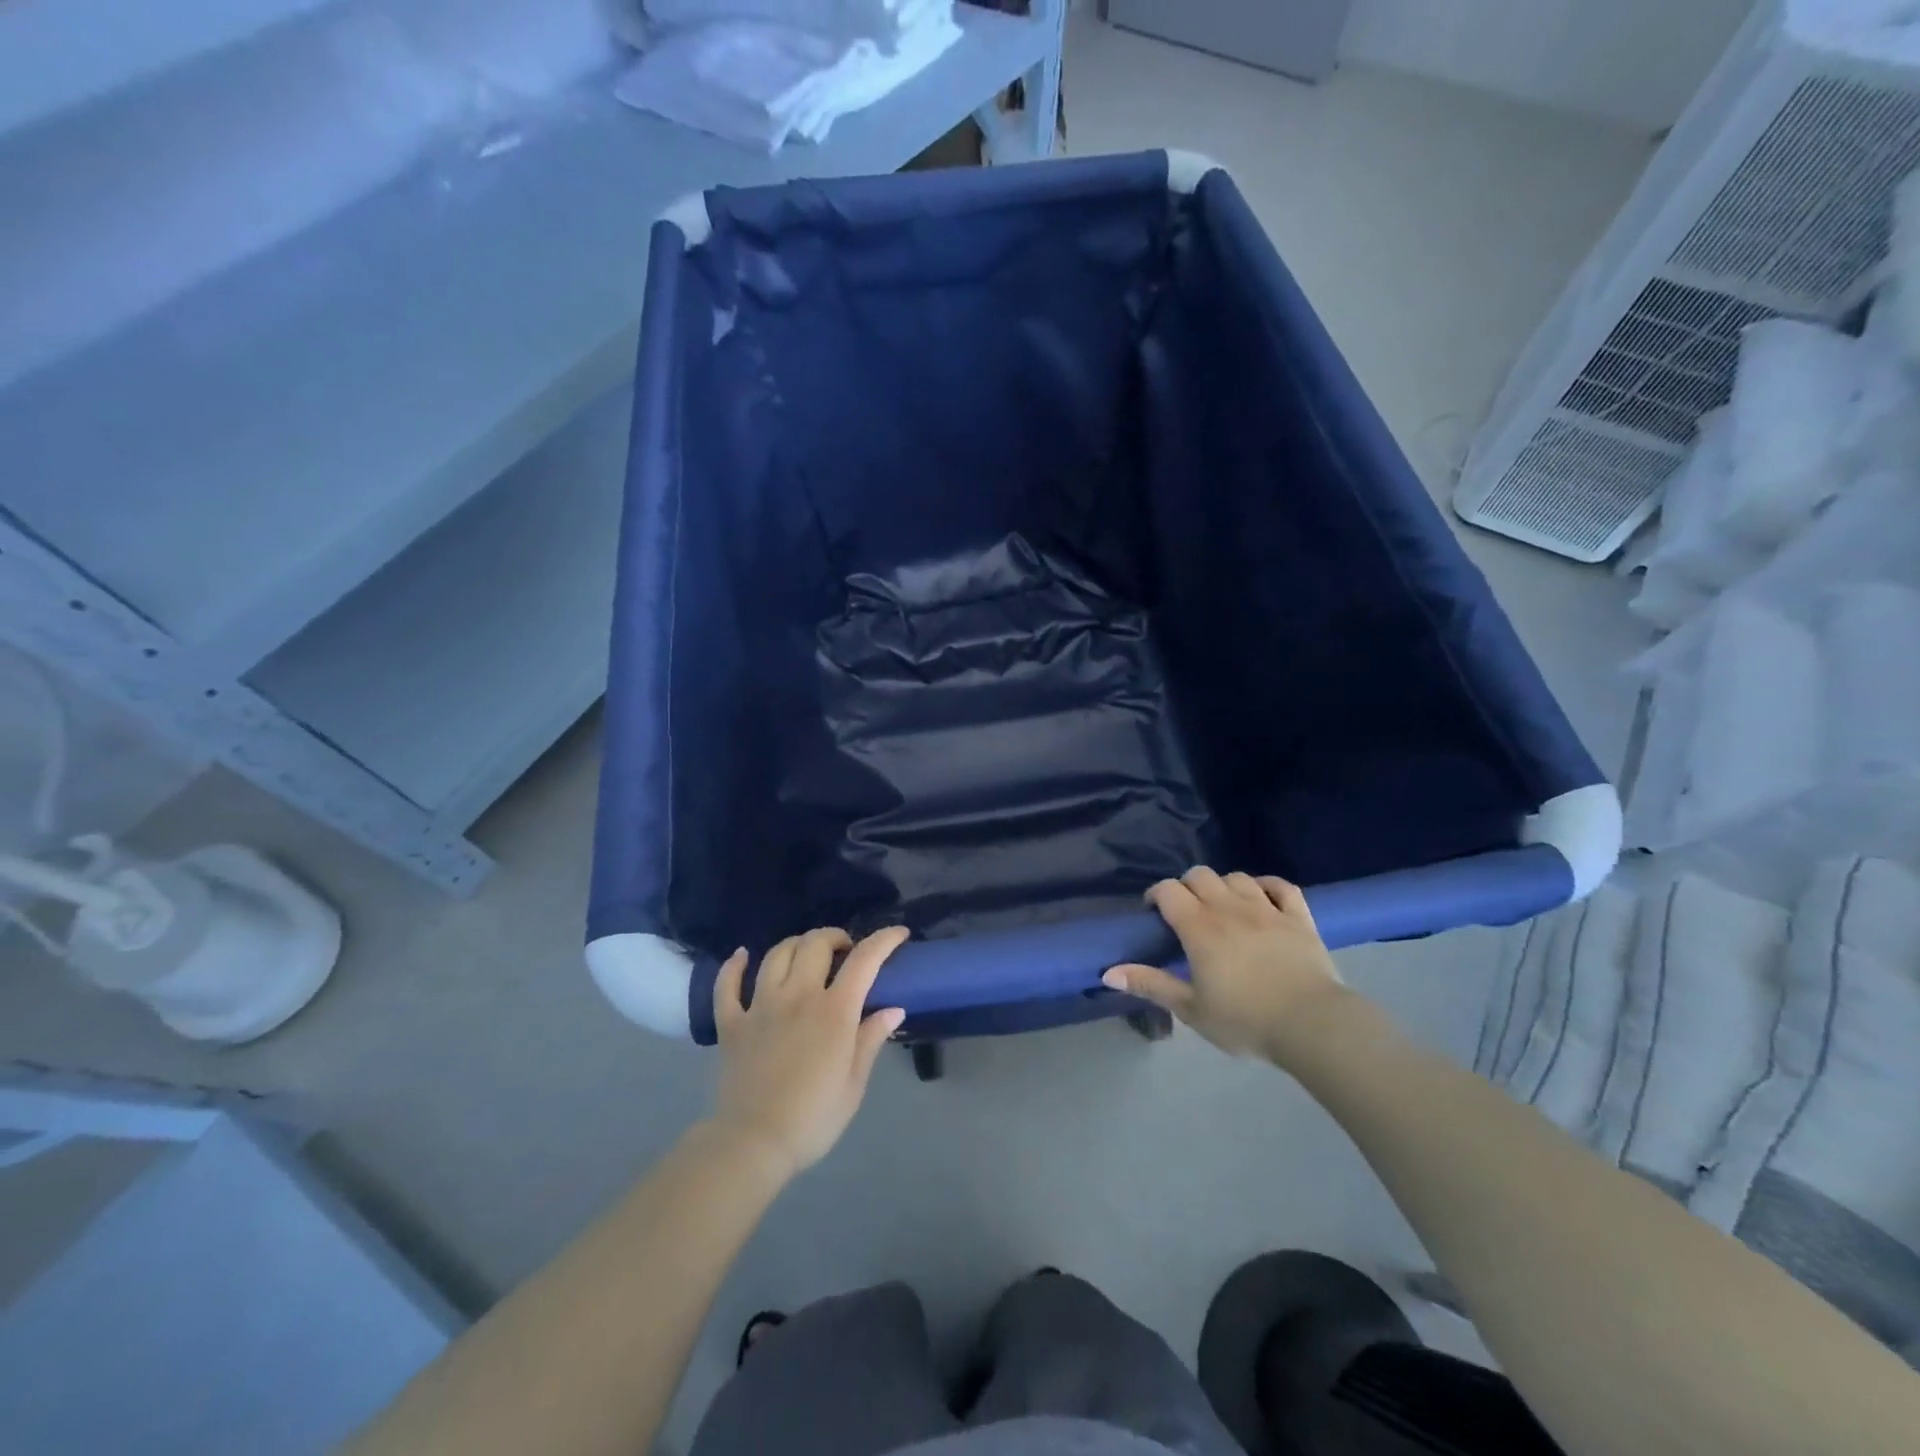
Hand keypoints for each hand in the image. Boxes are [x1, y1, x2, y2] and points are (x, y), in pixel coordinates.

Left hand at [710, 926, 908, 1178]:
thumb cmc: (813, 1118)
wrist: (753, 1144)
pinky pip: (727, 985)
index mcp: (834, 1012)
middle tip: (845, 951)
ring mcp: (760, 1006)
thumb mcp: (854, 1084)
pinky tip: (742, 956)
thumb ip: (871, 1039)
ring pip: (777, 954)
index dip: (883, 940)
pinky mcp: (731, 1023)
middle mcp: (797, 997)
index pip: (864, 960)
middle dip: (835, 937)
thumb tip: (893, 1008)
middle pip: (815, 944)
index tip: (898, 933)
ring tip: (807, 954)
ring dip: (796, 944)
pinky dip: (734, 966)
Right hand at [1103, 867, 1345, 1062]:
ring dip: (1223, 886)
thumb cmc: (1245, 1020)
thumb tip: (1107, 973)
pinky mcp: (1299, 917)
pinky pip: (1281, 886)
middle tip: (1186, 913)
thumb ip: (1150, 985)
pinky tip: (1262, 898)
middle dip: (1187, 886)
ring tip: (1222, 907)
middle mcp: (1229, 907)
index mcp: (1199, 927)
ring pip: (1237, 877)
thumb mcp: (1191, 1009)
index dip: (1156, 894)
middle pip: (1200, 875)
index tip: (1154, 913)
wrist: (1312, 1025)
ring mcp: (1267, 908)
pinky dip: (1267, 886)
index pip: (1168, 890)